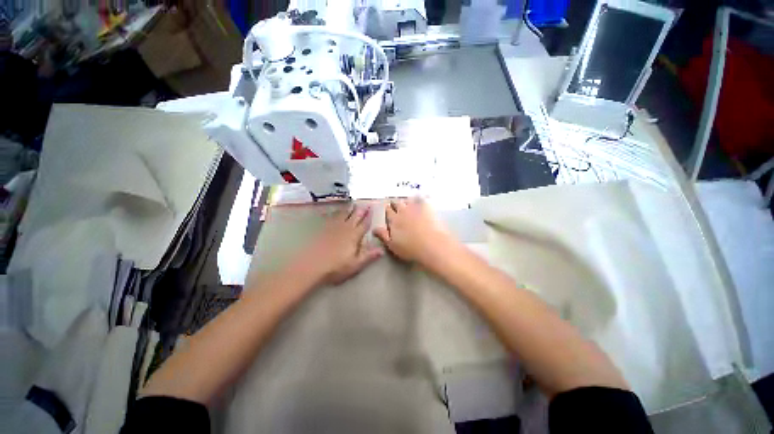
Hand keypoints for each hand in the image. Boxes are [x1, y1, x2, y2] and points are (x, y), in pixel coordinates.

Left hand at [291, 205, 383, 285]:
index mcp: (354, 236)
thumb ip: (369, 256)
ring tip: (352, 204)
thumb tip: (382, 249)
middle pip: (354, 217)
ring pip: (343, 215)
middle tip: (364, 203)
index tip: (372, 209)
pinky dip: (335, 214)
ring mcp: (333, 228)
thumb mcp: (356, 264)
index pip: (364, 224)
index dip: (368, 217)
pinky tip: (334, 212)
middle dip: (360, 210)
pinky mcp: (323, 230)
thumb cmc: (336, 267)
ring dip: (349, 210)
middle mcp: (345, 229)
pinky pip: (331, 218)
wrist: (312, 265)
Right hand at [373, 198, 455, 264]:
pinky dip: (420, 198)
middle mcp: (403, 211)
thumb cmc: (410, 248)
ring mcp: (416, 208)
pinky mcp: (428, 208)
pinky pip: (422, 199)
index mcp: (394, 220)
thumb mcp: (392, 245)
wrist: (432, 245)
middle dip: (395, 203)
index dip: (387, 209)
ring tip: (406, 203)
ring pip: (408, 200)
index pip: (388, 211)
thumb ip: (383, 235)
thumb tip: (374, 229)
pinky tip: (421, 198)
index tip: (387, 209)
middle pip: (397, 203)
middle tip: (395, 204)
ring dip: (406, 201)